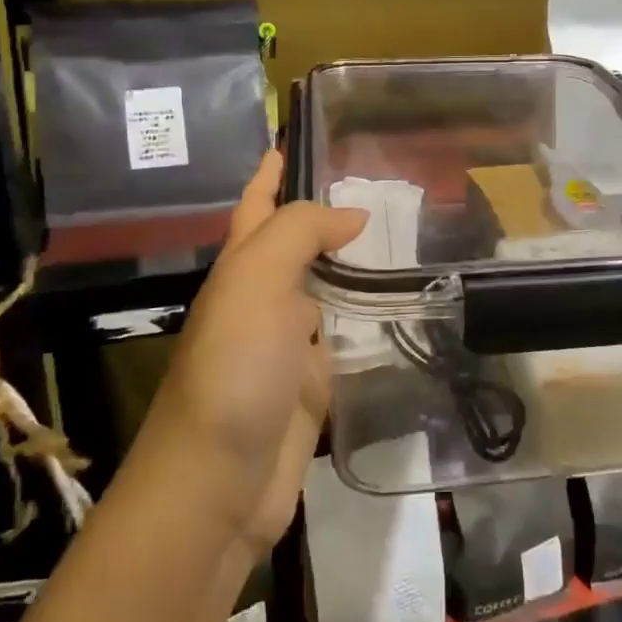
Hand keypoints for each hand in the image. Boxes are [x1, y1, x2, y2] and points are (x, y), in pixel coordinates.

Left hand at [145, 151, 366, 559]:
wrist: (220, 483)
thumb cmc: (234, 370)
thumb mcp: (256, 283)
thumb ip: (300, 234)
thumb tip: (353, 215)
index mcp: (242, 269)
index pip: (258, 205)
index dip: (273, 172)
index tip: (298, 139)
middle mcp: (263, 300)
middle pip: (295, 245)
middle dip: (325, 214)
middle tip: (381, 186)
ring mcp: (288, 345)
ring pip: (323, 289)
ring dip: (352, 263)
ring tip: (401, 234)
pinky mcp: (313, 385)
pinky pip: (344, 338)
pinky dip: (366, 318)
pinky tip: (397, 304)